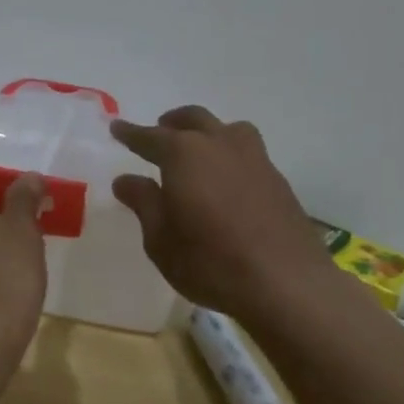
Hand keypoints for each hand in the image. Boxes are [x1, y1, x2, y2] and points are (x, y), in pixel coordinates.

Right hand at [110, 106, 328, 320]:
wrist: (287, 284)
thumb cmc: (210, 262)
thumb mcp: (161, 239)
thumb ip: (143, 203)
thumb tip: (125, 179)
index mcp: (183, 154)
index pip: (149, 136)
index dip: (130, 133)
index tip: (116, 128)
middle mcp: (218, 144)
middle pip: (192, 119)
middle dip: (172, 123)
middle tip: (159, 131)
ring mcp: (253, 158)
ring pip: (227, 129)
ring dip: (207, 131)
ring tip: (199, 148)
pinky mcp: (277, 179)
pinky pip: (247, 151)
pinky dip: (230, 154)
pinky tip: (227, 178)